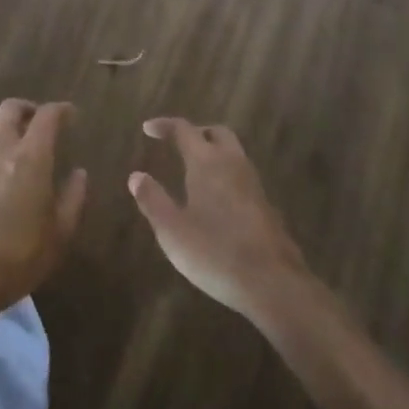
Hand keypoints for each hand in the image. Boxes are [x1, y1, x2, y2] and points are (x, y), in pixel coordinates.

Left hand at [0, 99, 86, 327]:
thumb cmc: (19, 256)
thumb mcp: (60, 234)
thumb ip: (73, 198)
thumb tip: (79, 173)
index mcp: (31, 157)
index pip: (47, 116)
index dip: (61, 110)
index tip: (70, 114)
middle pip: (10, 109)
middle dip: (28, 109)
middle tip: (39, 121)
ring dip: (2, 126)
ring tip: (11, 142)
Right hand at [130, 118, 311, 324]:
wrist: (272, 283)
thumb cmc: (215, 252)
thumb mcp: (172, 230)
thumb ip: (153, 200)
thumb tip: (136, 176)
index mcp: (207, 163)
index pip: (184, 129)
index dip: (165, 125)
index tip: (148, 129)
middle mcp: (233, 164)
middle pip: (216, 133)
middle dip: (196, 133)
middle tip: (177, 144)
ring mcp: (253, 185)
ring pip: (233, 154)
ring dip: (213, 153)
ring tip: (193, 171)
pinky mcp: (265, 206)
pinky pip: (241, 176)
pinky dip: (225, 175)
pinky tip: (215, 199)